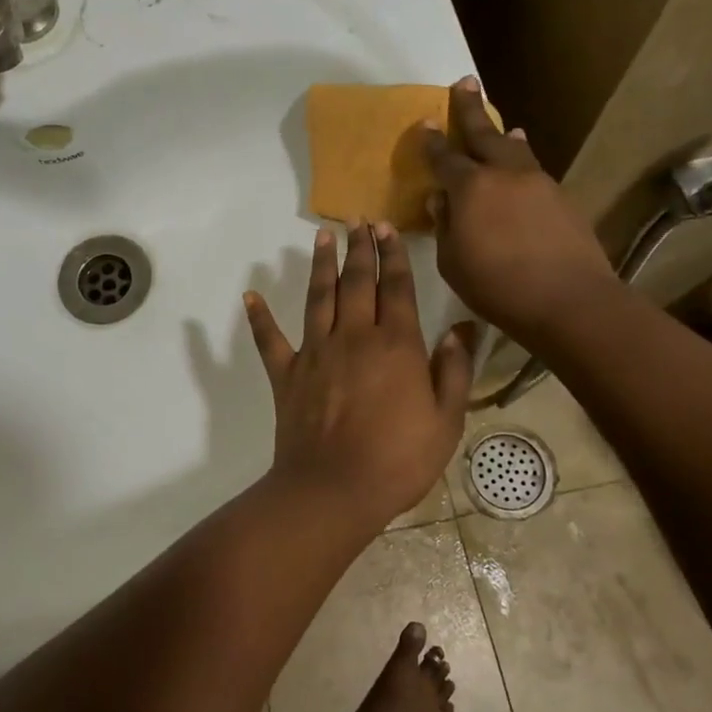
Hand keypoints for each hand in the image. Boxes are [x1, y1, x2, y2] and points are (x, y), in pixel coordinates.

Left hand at [244, 223, 475, 521]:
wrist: (335, 489)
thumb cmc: (399, 459)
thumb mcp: (446, 420)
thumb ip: (454, 371)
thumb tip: (460, 328)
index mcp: (396, 344)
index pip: (396, 288)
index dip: (393, 256)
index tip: (387, 228)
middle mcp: (354, 337)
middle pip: (357, 282)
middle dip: (360, 249)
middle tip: (359, 222)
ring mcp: (316, 352)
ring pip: (319, 297)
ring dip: (321, 265)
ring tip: (322, 236)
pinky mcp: (287, 374)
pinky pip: (270, 340)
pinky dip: (259, 318)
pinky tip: (251, 296)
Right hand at [421, 77, 612, 345]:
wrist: (568, 299)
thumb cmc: (497, 286)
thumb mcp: (452, 262)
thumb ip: (444, 225)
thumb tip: (440, 199)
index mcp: (470, 187)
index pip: (444, 157)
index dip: (432, 141)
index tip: (425, 122)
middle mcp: (504, 174)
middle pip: (483, 134)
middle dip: (469, 109)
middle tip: (464, 82)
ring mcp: (537, 182)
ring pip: (515, 149)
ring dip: (502, 134)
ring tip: (500, 125)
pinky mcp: (561, 198)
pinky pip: (534, 169)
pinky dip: (523, 159)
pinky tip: (522, 165)